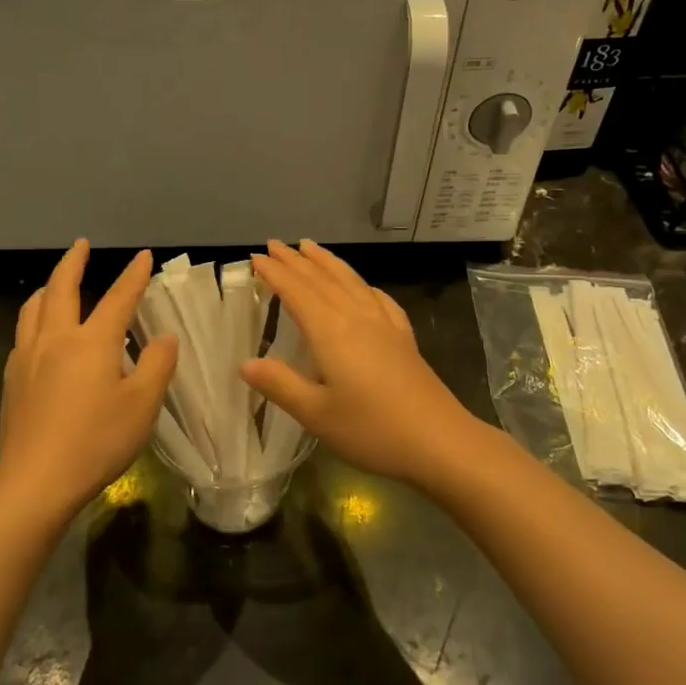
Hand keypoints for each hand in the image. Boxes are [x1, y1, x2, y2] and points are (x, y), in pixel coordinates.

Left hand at [0, 241, 177, 519]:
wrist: (36, 480)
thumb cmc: (97, 441)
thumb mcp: (142, 404)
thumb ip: (156, 364)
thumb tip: (164, 337)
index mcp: (92, 342)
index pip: (118, 298)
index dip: (134, 275)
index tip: (144, 256)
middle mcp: (55, 339)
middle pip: (61, 288)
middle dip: (73, 262)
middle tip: (81, 245)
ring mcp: (28, 358)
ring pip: (33, 308)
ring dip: (48, 287)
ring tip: (56, 283)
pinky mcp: (13, 380)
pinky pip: (23, 333)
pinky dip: (35, 318)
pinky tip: (41, 334)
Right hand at [241, 240, 484, 490]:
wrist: (440, 441)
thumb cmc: (372, 430)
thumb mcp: (316, 414)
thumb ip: (280, 384)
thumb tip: (245, 363)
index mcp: (332, 332)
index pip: (297, 292)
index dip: (275, 273)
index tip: (256, 257)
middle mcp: (358, 318)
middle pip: (323, 280)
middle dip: (296, 261)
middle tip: (274, 244)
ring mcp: (385, 325)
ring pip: (351, 281)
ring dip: (328, 262)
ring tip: (311, 247)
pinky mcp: (404, 338)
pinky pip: (378, 298)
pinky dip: (362, 284)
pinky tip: (364, 287)